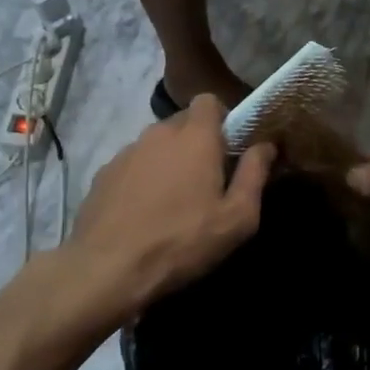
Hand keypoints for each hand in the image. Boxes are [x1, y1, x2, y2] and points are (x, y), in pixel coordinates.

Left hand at [62, 96, 274, 324]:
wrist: (107, 269)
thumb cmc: (182, 241)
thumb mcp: (236, 218)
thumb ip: (254, 175)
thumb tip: (266, 146)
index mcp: (195, 137)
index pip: (209, 101)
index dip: (222, 118)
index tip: (229, 148)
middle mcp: (158, 133)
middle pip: (183, 123)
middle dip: (197, 143)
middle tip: (206, 180)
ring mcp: (126, 152)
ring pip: (156, 145)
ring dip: (168, 162)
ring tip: (172, 201)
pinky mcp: (103, 174)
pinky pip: (133, 165)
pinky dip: (142, 179)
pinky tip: (143, 213)